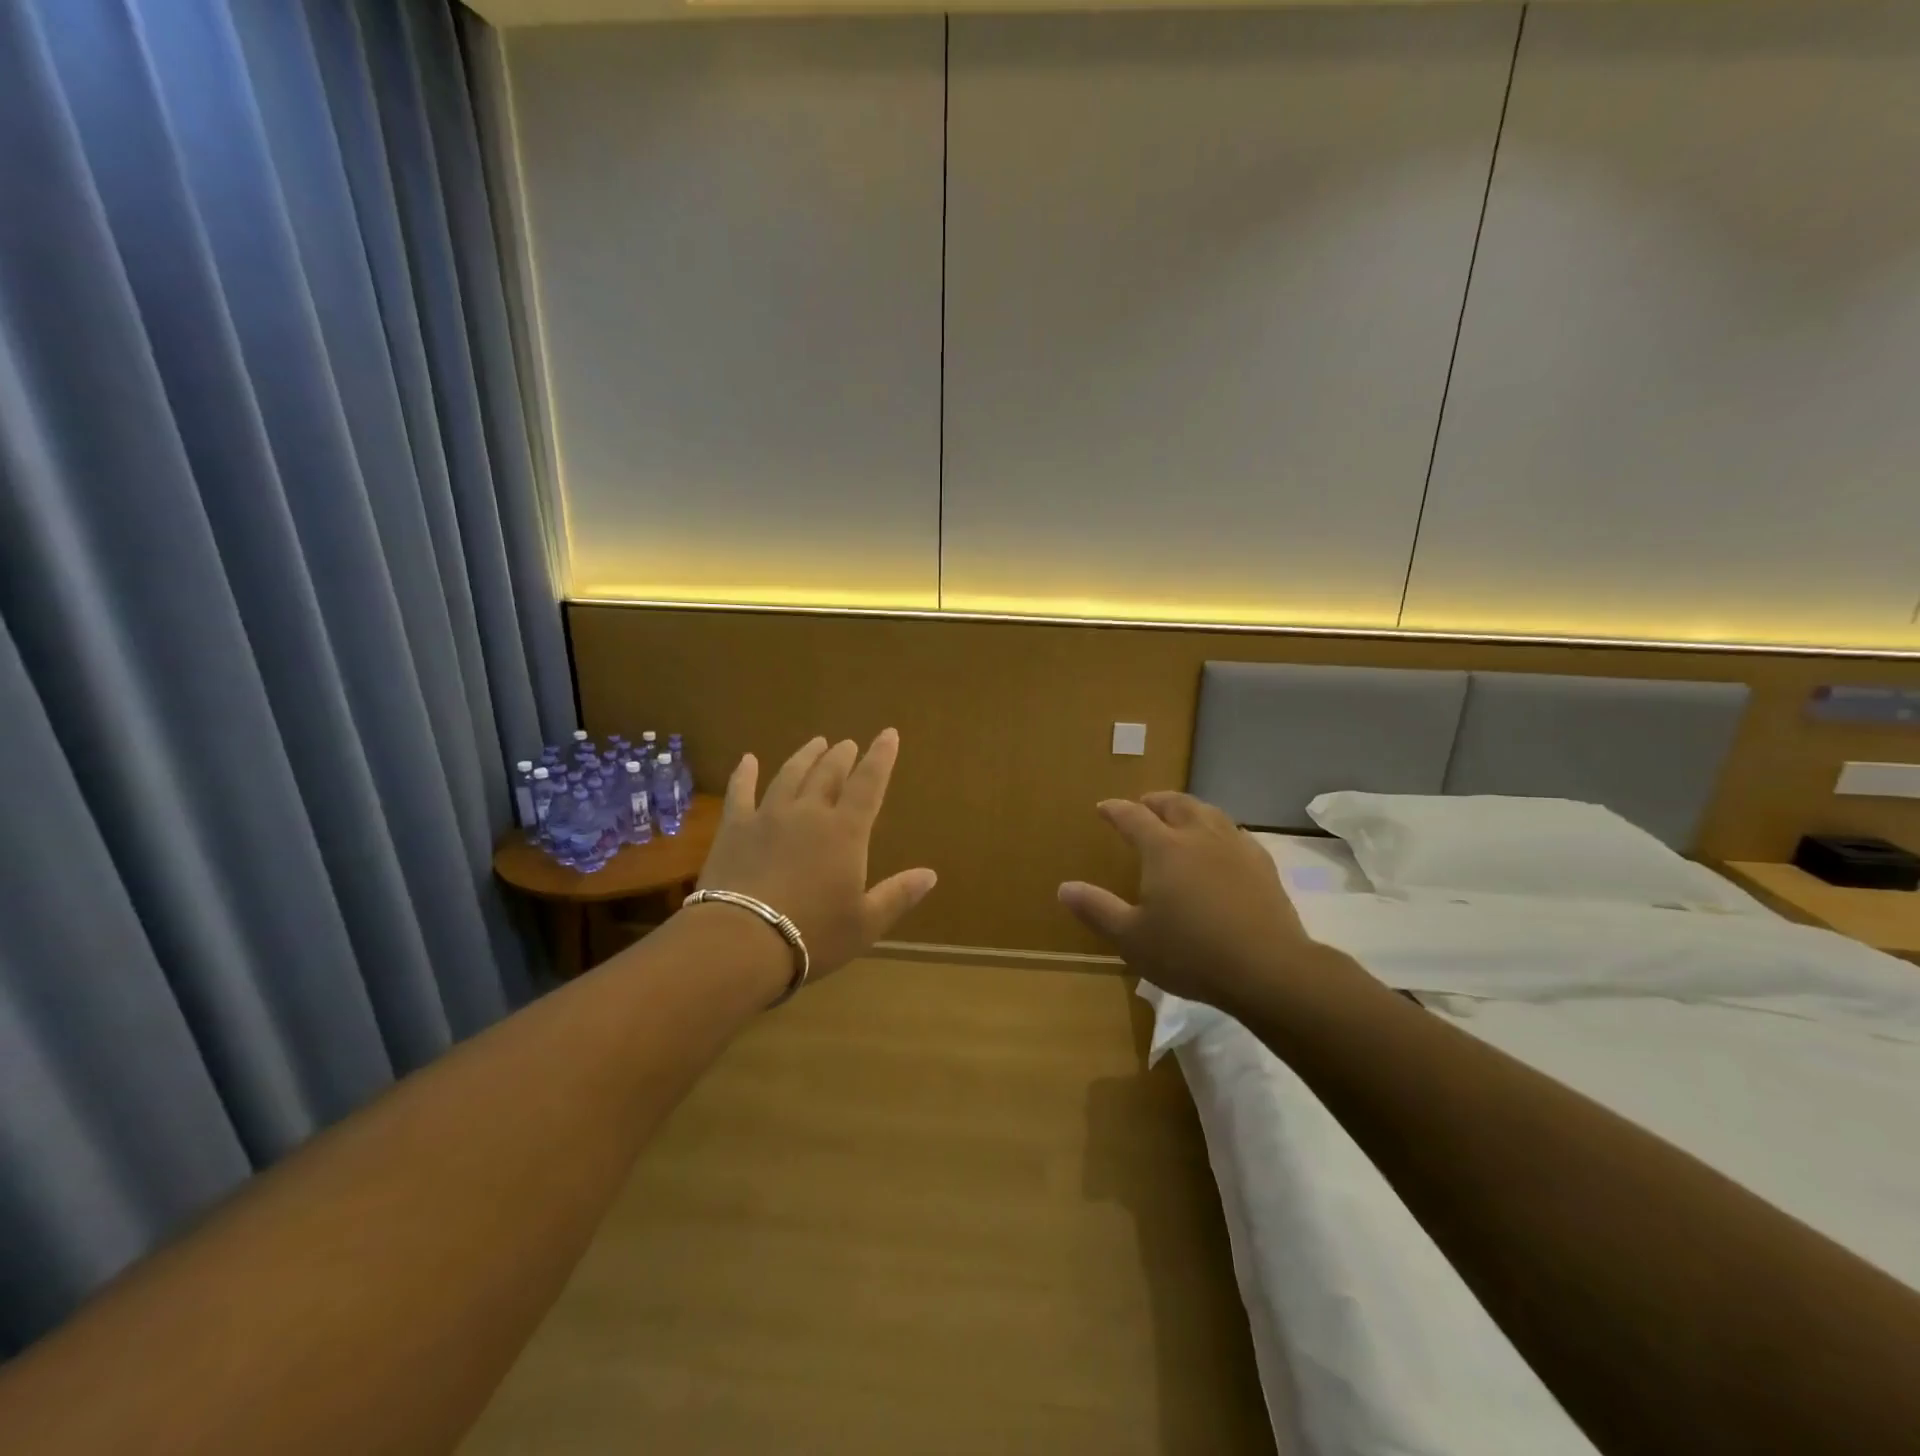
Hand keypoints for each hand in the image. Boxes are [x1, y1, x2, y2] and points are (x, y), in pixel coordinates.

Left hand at [695, 730, 936, 984]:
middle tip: (848, 743)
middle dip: (842, 756)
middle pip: (828, 773)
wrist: (742, 941)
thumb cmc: (812, 935)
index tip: (888, 733)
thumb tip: (930, 874)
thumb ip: (898, 895)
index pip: (869, 784)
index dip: (881, 757)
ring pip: (790, 775)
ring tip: (815, 742)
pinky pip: (740, 792)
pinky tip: (748, 760)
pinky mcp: (735, 828)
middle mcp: (809, 813)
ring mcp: (768, 816)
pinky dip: (745, 774)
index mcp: (845, 832)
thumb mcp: (865, 923)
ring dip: (805, 756)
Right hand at [1059, 792, 1350, 1015]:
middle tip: (1144, 804)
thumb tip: (1064, 888)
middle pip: (1175, 804)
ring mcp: (1235, 848)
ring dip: (1189, 809)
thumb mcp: (1132, 938)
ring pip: (1209, 813)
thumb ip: (1097, 910)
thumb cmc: (1190, 953)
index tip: (1104, 808)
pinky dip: (1220, 830)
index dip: (1116, 810)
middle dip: (1155, 801)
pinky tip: (1222, 845)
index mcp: (1164, 848)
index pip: (1133, 816)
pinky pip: (1237, 833)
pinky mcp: (1263, 865)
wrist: (1267, 969)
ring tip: (1181, 816)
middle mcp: (1199, 836)